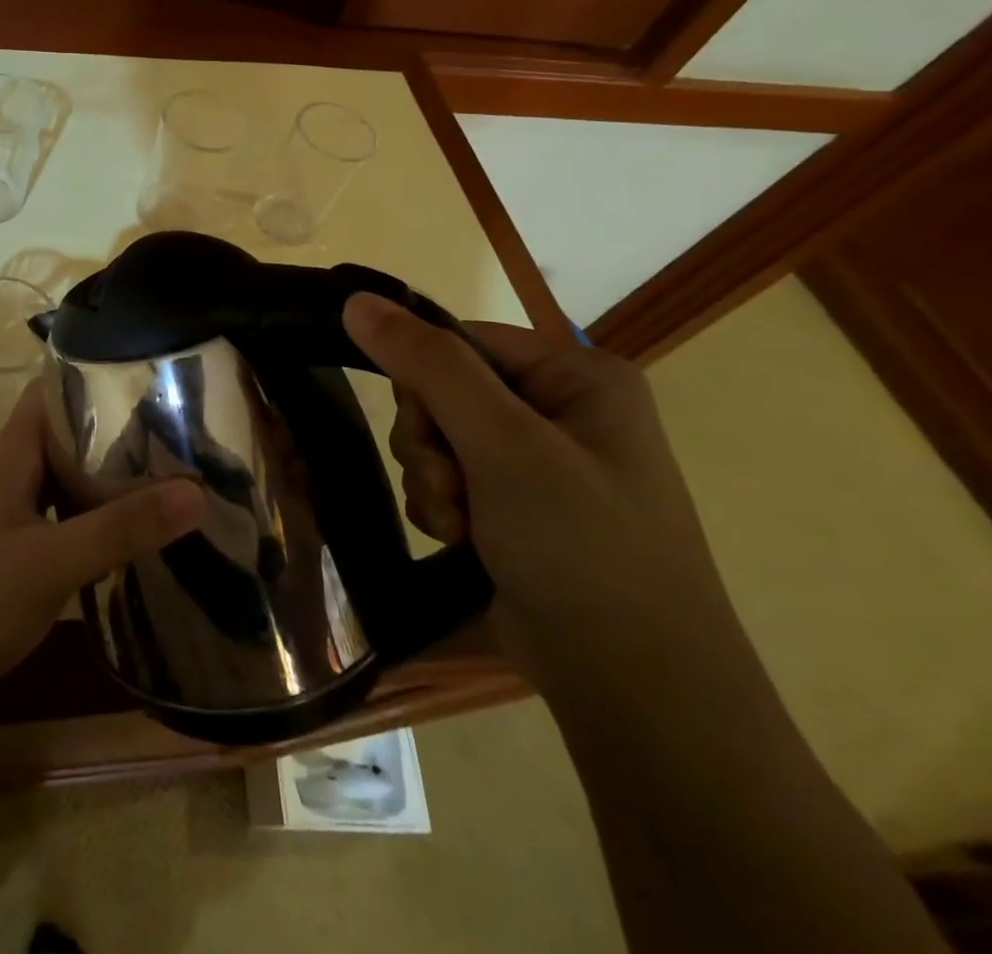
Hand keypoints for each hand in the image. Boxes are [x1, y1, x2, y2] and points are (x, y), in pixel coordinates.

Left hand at [0, 382, 205, 709]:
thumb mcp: (50, 561)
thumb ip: (119, 528)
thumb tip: (196, 492)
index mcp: (14, 453)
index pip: (54, 390)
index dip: (96, 376)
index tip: (153, 378)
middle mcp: (17, 471)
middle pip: (71, 432)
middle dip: (120, 428)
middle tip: (181, 428)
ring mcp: (19, 510)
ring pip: (73, 475)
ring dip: (114, 473)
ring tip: (174, 471)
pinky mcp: (26, 547)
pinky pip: (72, 514)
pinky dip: (104, 514)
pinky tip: (141, 529)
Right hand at [342, 296, 746, 695]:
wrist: (634, 690)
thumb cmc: (582, 548)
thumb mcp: (502, 444)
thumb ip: (428, 365)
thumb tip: (357, 301)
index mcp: (577, 376)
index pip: (460, 340)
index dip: (425, 379)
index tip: (426, 427)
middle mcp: (559, 409)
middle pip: (442, 390)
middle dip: (430, 442)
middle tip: (451, 486)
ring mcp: (537, 461)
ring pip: (437, 439)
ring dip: (432, 480)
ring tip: (459, 524)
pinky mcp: (516, 506)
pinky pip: (447, 479)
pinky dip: (441, 508)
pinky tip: (461, 541)